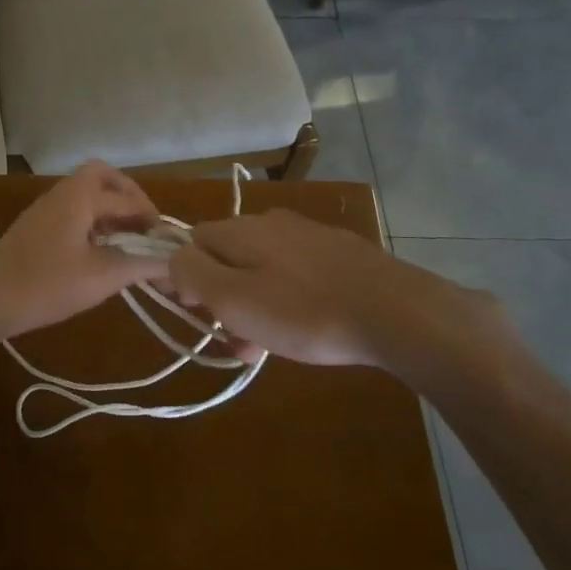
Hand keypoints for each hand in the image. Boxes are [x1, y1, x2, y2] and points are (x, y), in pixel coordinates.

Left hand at [0, 163, 168, 342]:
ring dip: (110, 211)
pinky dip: (93, 223)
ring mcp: (45, 210)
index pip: (129, 200)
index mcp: (80, 196)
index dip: (154, 220)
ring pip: (86, 195)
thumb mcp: (100, 277)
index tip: (170, 246)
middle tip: (145, 226)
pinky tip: (100, 254)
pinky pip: (73, 213)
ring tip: (129, 243)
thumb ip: (140, 265)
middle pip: (103, 177)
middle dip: (129, 196)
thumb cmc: (45, 284)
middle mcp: (63, 194)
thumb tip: (173, 263)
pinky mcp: (36, 229)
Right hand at [166, 210, 517, 393]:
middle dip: (221, 297)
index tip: (194, 312)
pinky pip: (296, 273)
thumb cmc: (304, 311)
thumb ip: (192, 273)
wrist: (397, 312)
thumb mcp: (233, 298)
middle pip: (227, 256)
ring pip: (262, 268)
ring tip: (264, 347)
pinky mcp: (340, 253)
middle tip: (232, 339)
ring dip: (253, 304)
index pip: (191, 241)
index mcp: (241, 229)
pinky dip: (287, 299)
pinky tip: (303, 329)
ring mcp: (310, 235)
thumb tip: (173, 259)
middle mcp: (272, 221)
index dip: (184, 277)